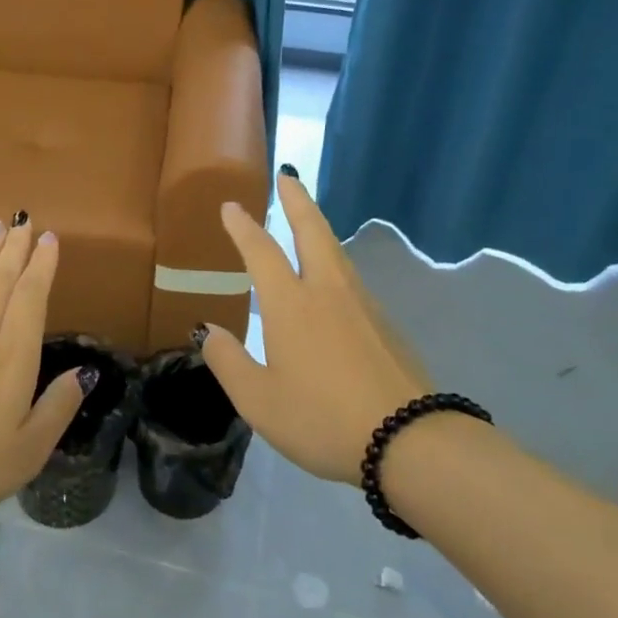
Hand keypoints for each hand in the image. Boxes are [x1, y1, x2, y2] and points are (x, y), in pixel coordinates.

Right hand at [199, 174, 435, 483]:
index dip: (244, 227)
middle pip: (312, 232)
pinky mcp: (386, 326)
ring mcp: (363, 306)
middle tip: (288, 176)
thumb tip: (207, 331)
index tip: (232, 205)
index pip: (261, 252)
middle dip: (297, 201)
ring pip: (337, 253)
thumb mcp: (259, 401)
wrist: (409, 441)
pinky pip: (352, 281)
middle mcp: (327, 292)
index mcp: (291, 304)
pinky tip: (333, 284)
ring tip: (307, 222)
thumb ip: (229, 362)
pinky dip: (335, 264)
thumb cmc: (322, 419)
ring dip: (318, 228)